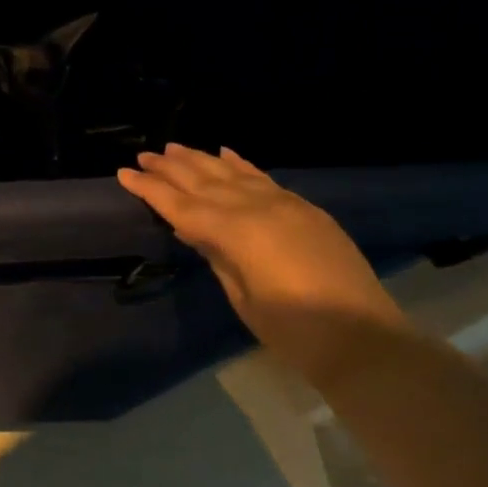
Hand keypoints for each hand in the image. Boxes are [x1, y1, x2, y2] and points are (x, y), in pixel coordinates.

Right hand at [117, 144, 408, 384]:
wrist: (363, 338)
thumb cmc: (292, 331)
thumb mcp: (242, 296)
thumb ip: (217, 255)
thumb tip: (195, 230)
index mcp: (237, 232)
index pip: (182, 206)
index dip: (151, 190)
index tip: (124, 173)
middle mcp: (258, 208)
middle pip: (205, 182)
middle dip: (171, 168)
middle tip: (144, 156)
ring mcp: (285, 205)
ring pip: (233, 174)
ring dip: (201, 160)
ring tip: (174, 148)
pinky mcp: (305, 210)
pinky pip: (264, 178)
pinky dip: (241, 165)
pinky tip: (225, 153)